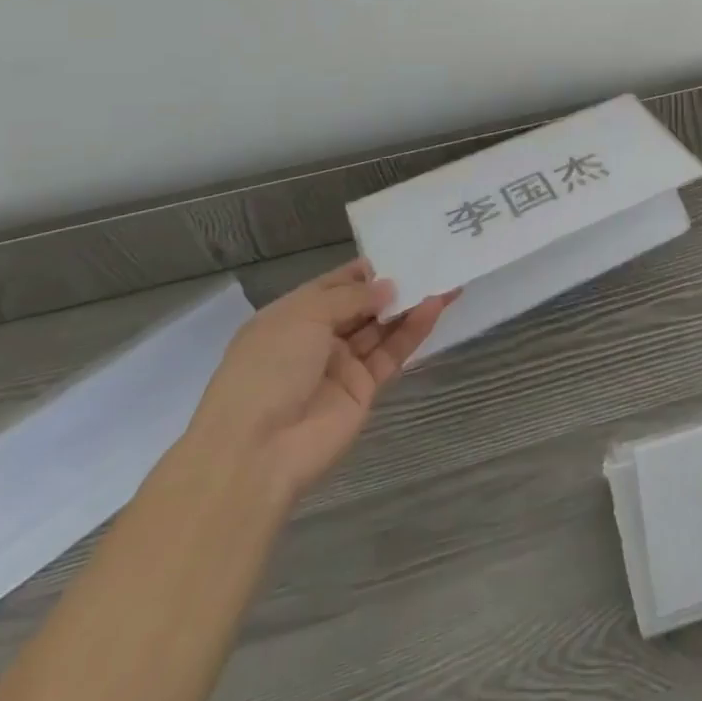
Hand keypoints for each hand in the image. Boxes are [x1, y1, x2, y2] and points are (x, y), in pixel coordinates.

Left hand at [183, 260, 453, 501]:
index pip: (334, 285)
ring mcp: (341, 365)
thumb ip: (351, 297)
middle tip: (431, 261)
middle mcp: (316, 338)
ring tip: (444, 280)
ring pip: (381, 328)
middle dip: (392, 285)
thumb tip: (388, 287)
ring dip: (409, 305)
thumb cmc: (269, 369)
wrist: (257, 451)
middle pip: (362, 305)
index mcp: (292, 316)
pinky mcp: (364, 390)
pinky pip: (392, 353)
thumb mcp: (304, 316)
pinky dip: (413, 331)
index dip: (365, 269)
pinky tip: (435, 307)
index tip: (400, 250)